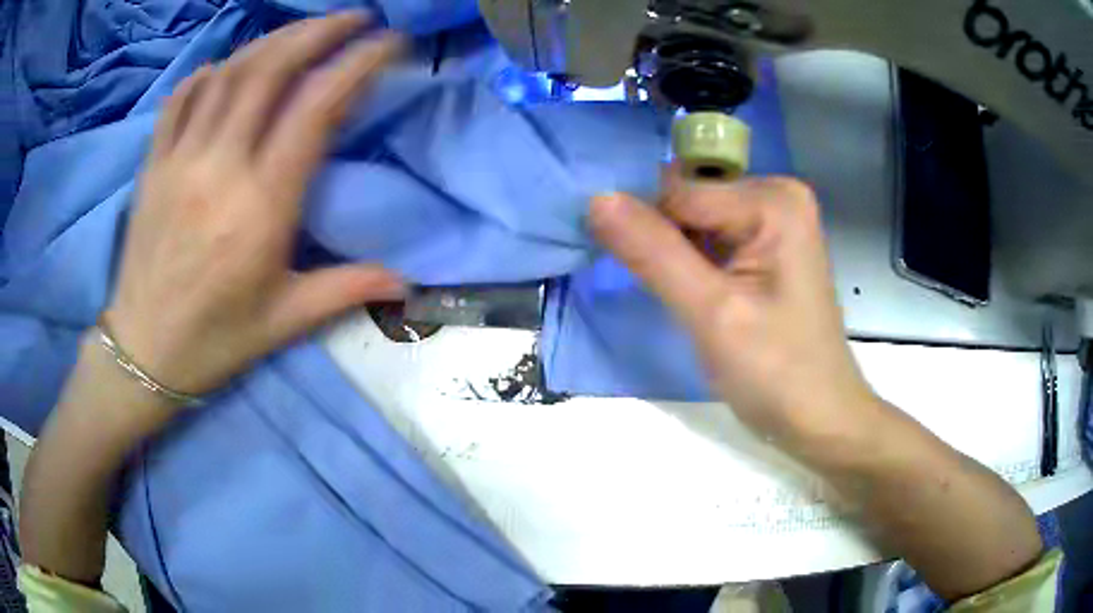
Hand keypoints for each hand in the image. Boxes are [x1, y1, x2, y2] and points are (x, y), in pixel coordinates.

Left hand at [107, 14, 406, 397]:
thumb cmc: (215, 340)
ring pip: (229, 73)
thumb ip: (346, 289)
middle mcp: (220, 168)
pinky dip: (209, 72)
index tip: (388, 42)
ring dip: (272, 41)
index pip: (316, 109)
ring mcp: (179, 160)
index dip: (358, 63)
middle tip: (353, 18)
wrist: (144, 353)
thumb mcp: (285, 322)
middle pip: (271, 71)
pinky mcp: (152, 165)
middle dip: (319, 32)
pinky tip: (228, 68)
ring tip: (303, 31)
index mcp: (261, 206)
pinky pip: (181, 98)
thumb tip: (407, 281)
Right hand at [591, 173, 880, 444]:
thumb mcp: (711, 314)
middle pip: (687, 202)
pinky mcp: (769, 246)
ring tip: (696, 304)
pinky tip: (705, 299)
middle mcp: (776, 195)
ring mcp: (775, 219)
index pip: (677, 193)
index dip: (651, 235)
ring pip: (694, 222)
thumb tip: (596, 198)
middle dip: (667, 246)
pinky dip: (695, 266)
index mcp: (772, 199)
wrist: (820, 418)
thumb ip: (653, 253)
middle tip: (680, 298)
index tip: (651, 283)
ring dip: (678, 259)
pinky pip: (712, 239)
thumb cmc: (776, 373)